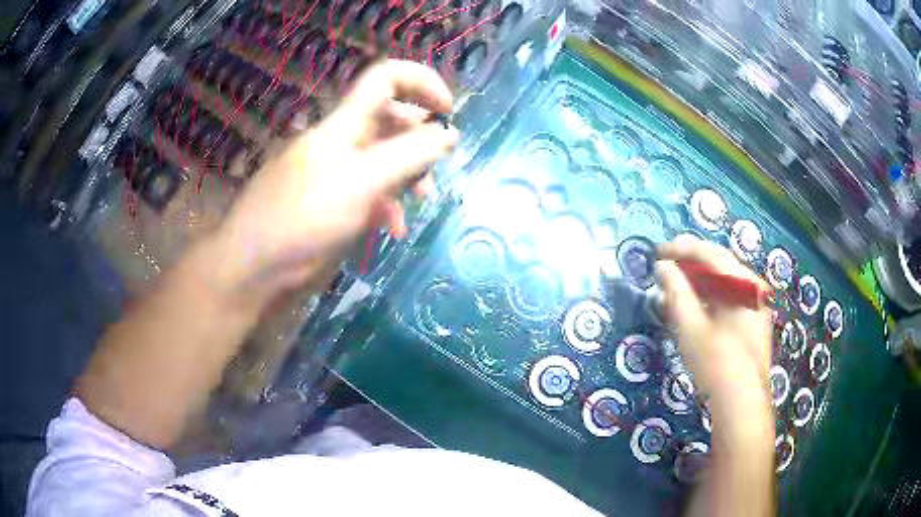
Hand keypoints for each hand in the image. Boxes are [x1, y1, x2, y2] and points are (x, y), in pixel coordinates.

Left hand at [211, 60, 458, 305]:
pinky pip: (368, 192)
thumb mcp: (360, 184)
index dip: (421, 82)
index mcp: (342, 125)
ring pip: (383, 159)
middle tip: (437, 167)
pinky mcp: (330, 204)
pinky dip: (387, 205)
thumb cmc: (301, 222)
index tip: (449, 112)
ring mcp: (334, 174)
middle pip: (390, 120)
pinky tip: (392, 229)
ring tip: (423, 201)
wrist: (252, 271)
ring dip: (408, 175)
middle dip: (420, 139)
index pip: (385, 79)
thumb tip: (449, 134)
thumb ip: (408, 156)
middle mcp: (339, 142)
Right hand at [656, 235, 772, 426]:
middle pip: (720, 265)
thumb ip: (676, 292)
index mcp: (741, 283)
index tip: (657, 253)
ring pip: (726, 283)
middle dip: (691, 264)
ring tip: (677, 289)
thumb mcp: (691, 327)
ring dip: (701, 282)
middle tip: (666, 269)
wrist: (742, 402)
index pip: (709, 252)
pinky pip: (732, 299)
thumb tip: (663, 267)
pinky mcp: (756, 323)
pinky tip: (698, 309)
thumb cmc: (716, 362)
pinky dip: (712, 297)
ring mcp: (758, 305)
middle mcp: (753, 288)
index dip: (681, 249)